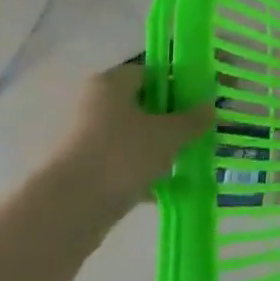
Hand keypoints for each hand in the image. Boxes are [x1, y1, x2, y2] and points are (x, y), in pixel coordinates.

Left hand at [43, 63, 212, 224]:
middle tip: (202, 128)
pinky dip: (149, 170)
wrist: (70, 208)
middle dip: (175, 117)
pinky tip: (174, 183)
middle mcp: (96, 105)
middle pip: (145, 104)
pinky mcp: (89, 168)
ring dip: (163, 145)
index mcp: (111, 84)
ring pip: (137, 135)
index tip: (204, 99)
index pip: (153, 72)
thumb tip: (209, 109)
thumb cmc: (123, 154)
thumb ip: (194, 118)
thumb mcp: (171, 133)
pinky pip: (127, 162)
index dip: (181, 83)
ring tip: (192, 156)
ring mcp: (89, 138)